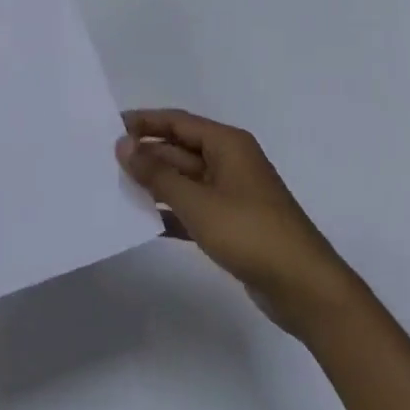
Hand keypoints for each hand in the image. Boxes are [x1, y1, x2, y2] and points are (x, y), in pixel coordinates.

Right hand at [117, 109, 363, 333]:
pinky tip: (144, 222)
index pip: (178, 122)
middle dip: (146, 155)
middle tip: (105, 161)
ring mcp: (232, 194)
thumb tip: (124, 145)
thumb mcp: (198, 202)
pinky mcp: (233, 224)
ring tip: (116, 188)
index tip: (110, 126)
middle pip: (180, 150)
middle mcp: (230, 161)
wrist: (305, 288)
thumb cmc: (250, 232)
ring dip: (155, 184)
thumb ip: (158, 175)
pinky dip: (171, 213)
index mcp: (227, 144)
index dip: (144, 122)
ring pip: (185, 180)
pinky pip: (194, 209)